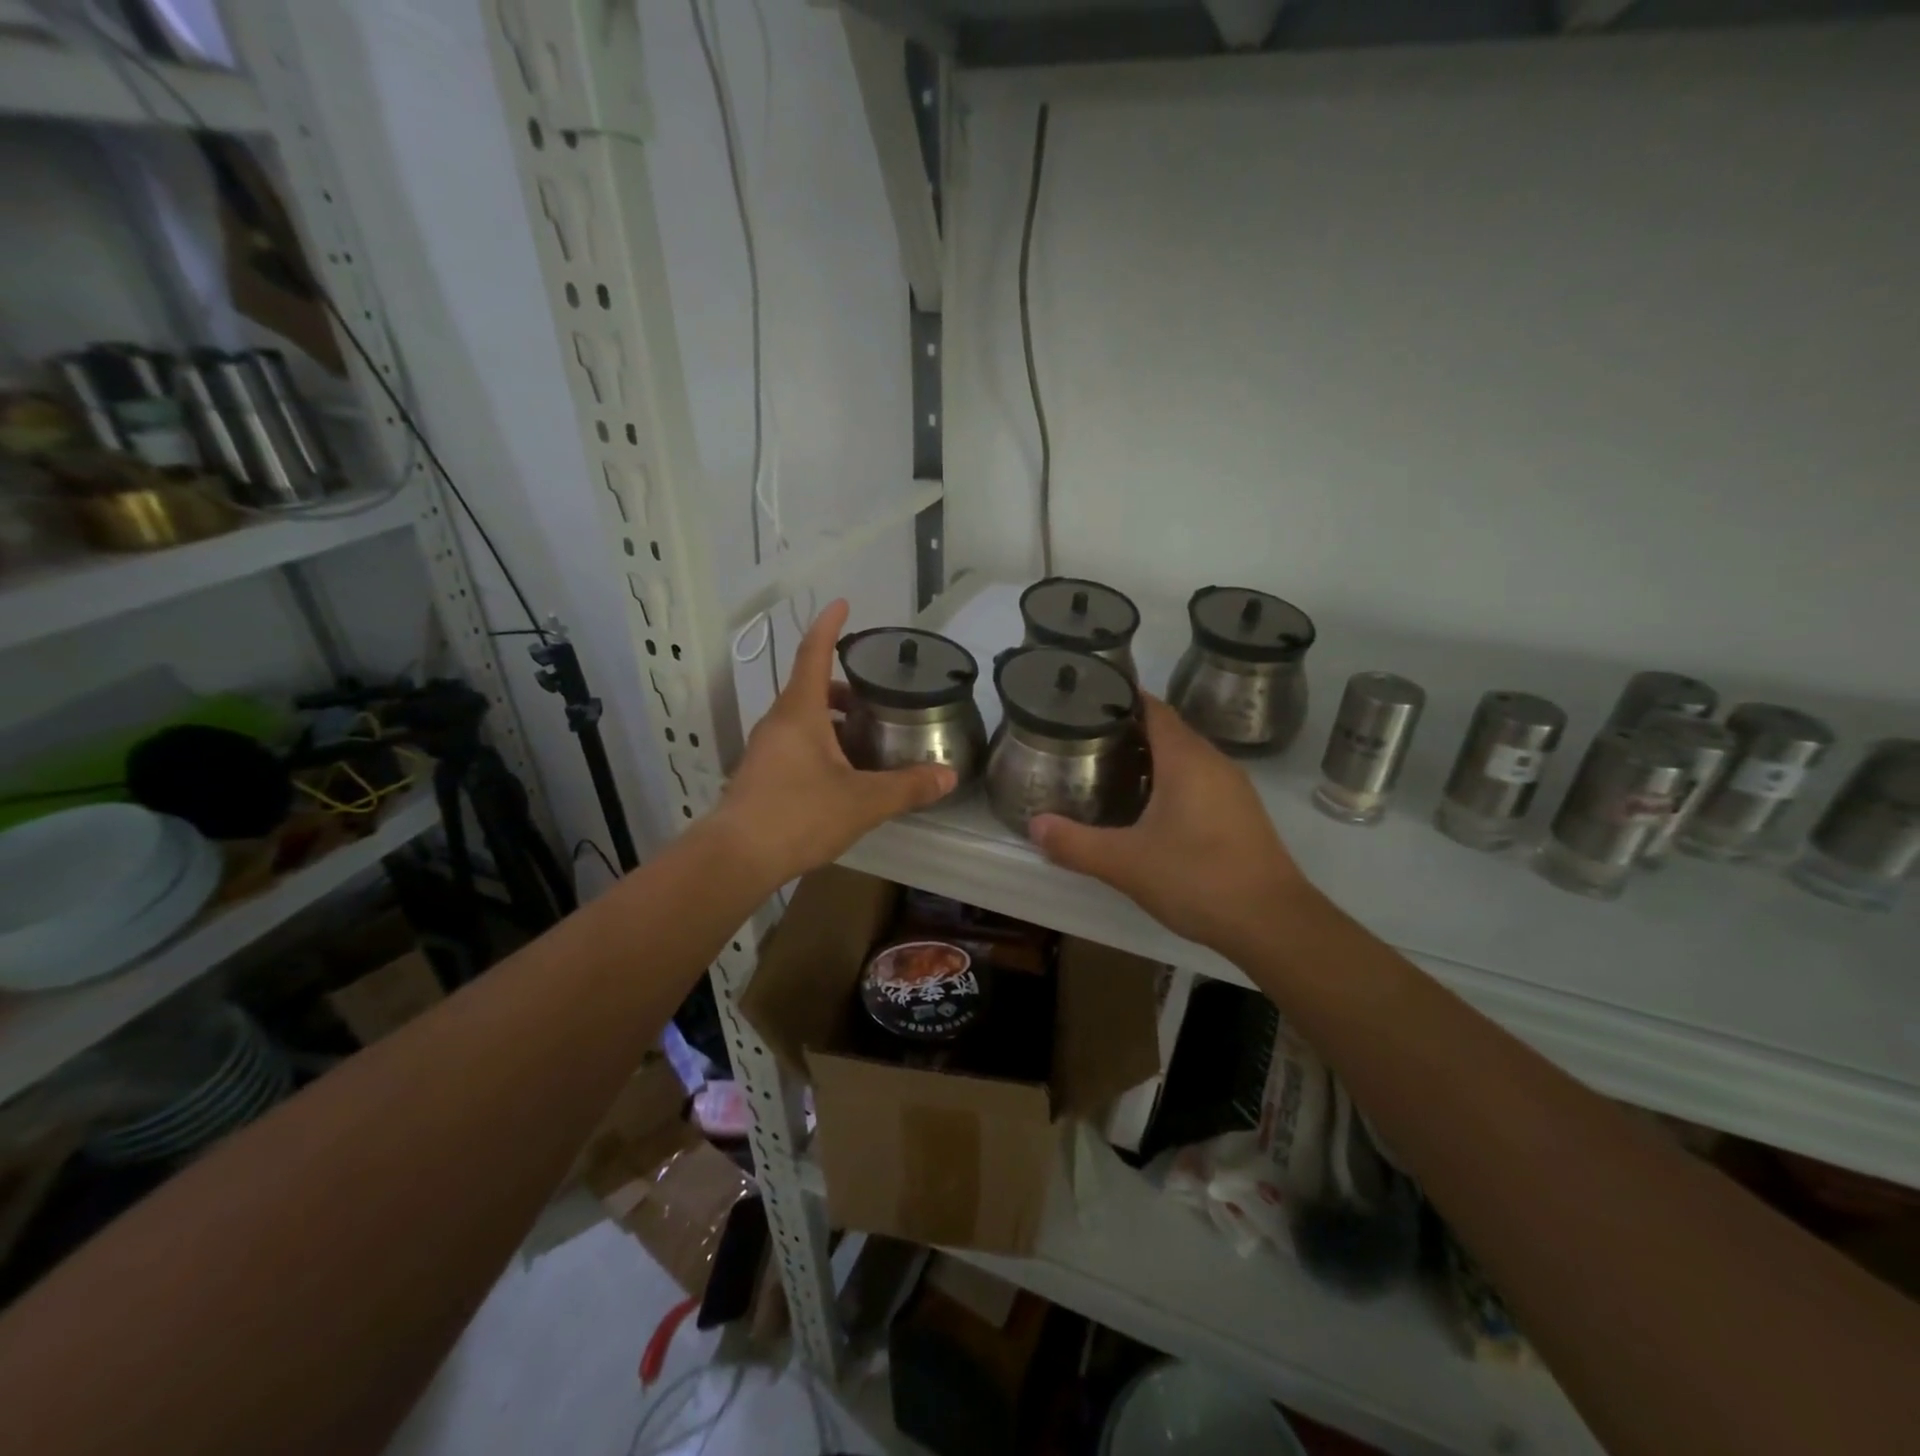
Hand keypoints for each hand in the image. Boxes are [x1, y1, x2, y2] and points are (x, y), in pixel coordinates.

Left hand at [709, 600, 954, 889]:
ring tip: (868, 739)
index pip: (814, 654)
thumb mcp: (863, 801)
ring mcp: (766, 750)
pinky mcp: (762, 775)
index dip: (829, 627)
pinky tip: (845, 775)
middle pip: (812, 689)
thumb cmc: (798, 815)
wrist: (736, 858)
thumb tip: (948, 776)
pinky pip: (796, 745)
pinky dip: (823, 745)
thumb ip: (907, 786)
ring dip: (835, 721)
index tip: (842, 603)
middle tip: (878, 696)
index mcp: (800, 712)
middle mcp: (779, 723)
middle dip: (845, 687)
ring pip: (804, 720)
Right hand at [1028, 696, 1316, 957]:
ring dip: (1151, 759)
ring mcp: (1233, 789)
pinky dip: (1171, 782)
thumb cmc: (1197, 878)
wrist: (1273, 922)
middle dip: (1128, 730)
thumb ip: (1075, 843)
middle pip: (1168, 730)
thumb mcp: (1125, 863)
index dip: (1121, 698)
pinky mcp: (1242, 815)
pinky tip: (1149, 810)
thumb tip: (1034, 826)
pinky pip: (1200, 782)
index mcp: (1186, 759)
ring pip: (1186, 758)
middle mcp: (1214, 762)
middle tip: (1085, 739)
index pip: (1153, 708)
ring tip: (1109, 770)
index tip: (1086, 701)